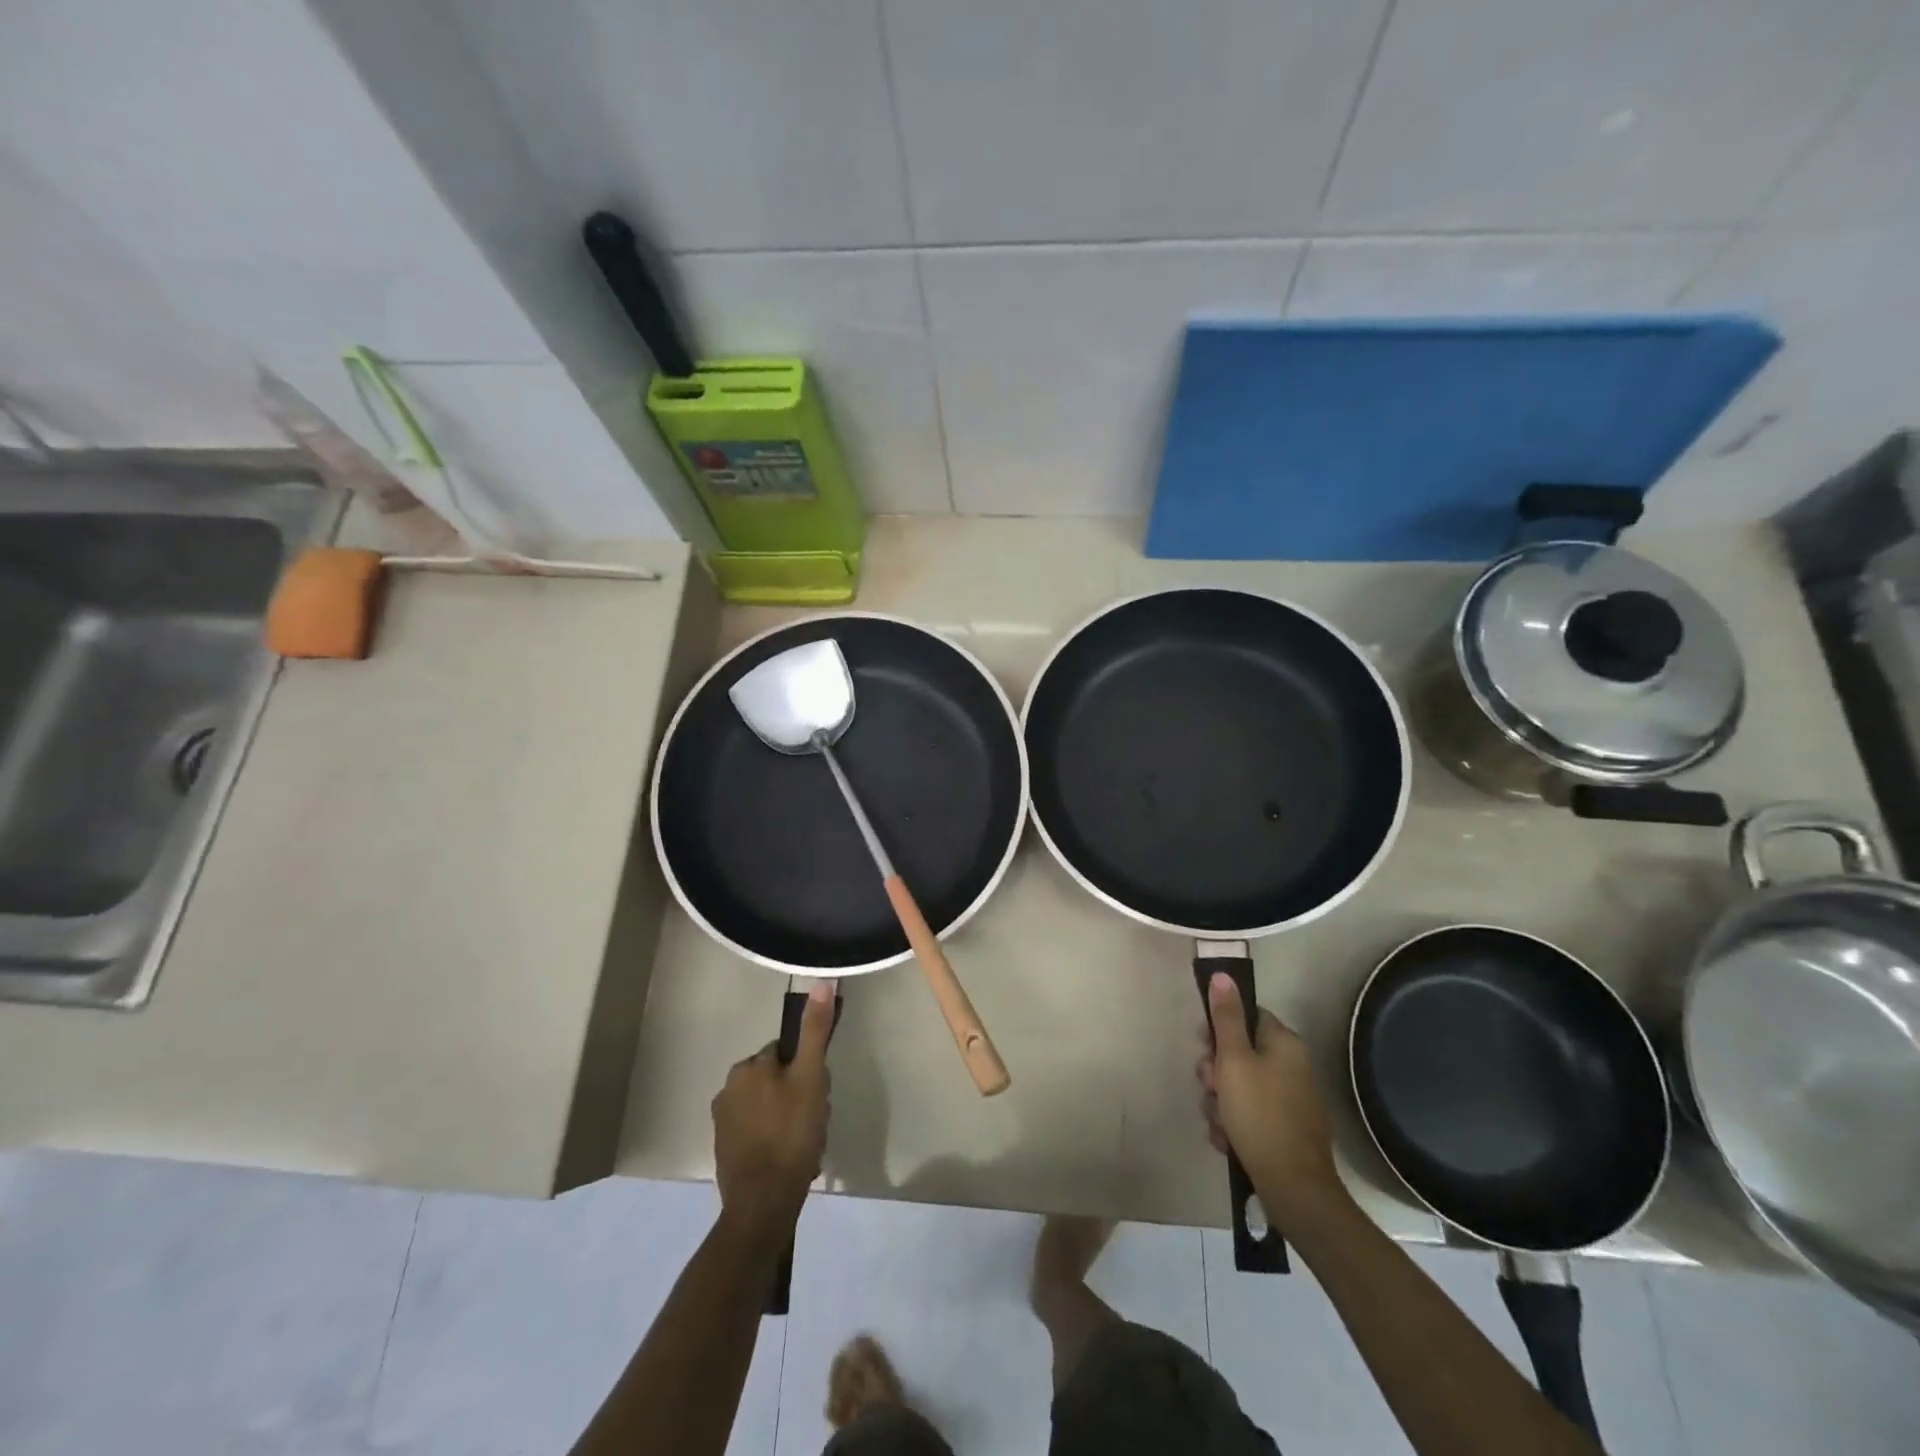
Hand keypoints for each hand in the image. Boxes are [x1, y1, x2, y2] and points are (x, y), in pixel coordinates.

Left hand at [712, 984, 833, 1234]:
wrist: (762, 1204)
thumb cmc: (790, 1135)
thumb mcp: (810, 1077)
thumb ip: (814, 1031)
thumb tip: (821, 983)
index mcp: (748, 1067)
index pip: (788, 1054)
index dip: (808, 1072)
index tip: (818, 1095)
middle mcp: (728, 1088)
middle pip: (779, 1080)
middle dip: (799, 1098)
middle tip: (814, 1123)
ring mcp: (723, 1122)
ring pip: (770, 1108)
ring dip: (790, 1121)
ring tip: (806, 1145)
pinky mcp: (725, 1150)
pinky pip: (759, 1133)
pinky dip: (775, 1141)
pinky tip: (791, 1159)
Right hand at [1198, 972, 1341, 1224]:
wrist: (1294, 1189)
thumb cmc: (1259, 1115)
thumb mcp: (1233, 1061)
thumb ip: (1225, 1018)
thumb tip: (1222, 975)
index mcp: (1284, 1044)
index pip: (1247, 1016)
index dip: (1220, 1029)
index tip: (1204, 1047)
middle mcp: (1292, 1067)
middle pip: (1240, 1053)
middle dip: (1216, 1072)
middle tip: (1210, 1088)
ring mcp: (1291, 1100)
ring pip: (1239, 1087)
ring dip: (1220, 1103)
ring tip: (1220, 1123)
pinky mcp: (1286, 1130)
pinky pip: (1249, 1115)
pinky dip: (1234, 1125)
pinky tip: (1228, 1140)